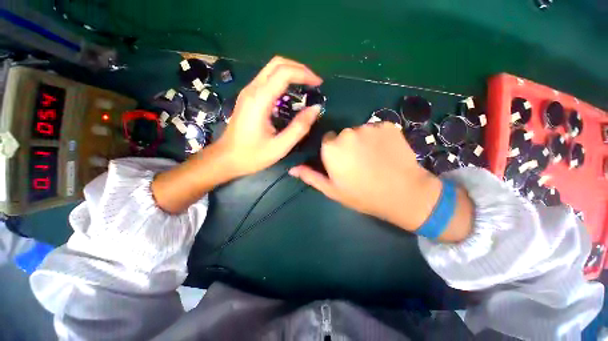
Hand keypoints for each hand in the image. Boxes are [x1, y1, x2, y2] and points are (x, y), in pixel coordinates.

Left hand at [213, 56, 322, 177]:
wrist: (226, 158)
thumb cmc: (252, 155)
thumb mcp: (280, 146)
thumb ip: (299, 127)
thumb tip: (315, 109)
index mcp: (259, 100)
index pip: (284, 73)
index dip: (304, 74)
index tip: (319, 84)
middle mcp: (252, 90)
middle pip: (277, 63)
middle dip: (299, 69)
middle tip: (313, 82)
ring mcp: (248, 92)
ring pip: (271, 69)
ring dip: (291, 73)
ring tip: (306, 87)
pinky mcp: (248, 97)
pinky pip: (267, 80)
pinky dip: (283, 81)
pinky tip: (291, 94)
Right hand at [289, 123, 472, 240]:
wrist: (403, 194)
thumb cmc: (362, 194)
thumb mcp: (332, 190)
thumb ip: (310, 176)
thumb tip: (292, 169)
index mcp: (332, 147)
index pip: (328, 141)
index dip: (334, 152)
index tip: (342, 163)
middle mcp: (348, 132)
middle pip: (343, 135)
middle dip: (348, 146)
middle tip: (359, 163)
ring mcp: (370, 127)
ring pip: (360, 131)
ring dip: (364, 141)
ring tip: (374, 159)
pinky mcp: (389, 125)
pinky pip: (377, 128)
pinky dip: (379, 137)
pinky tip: (386, 152)